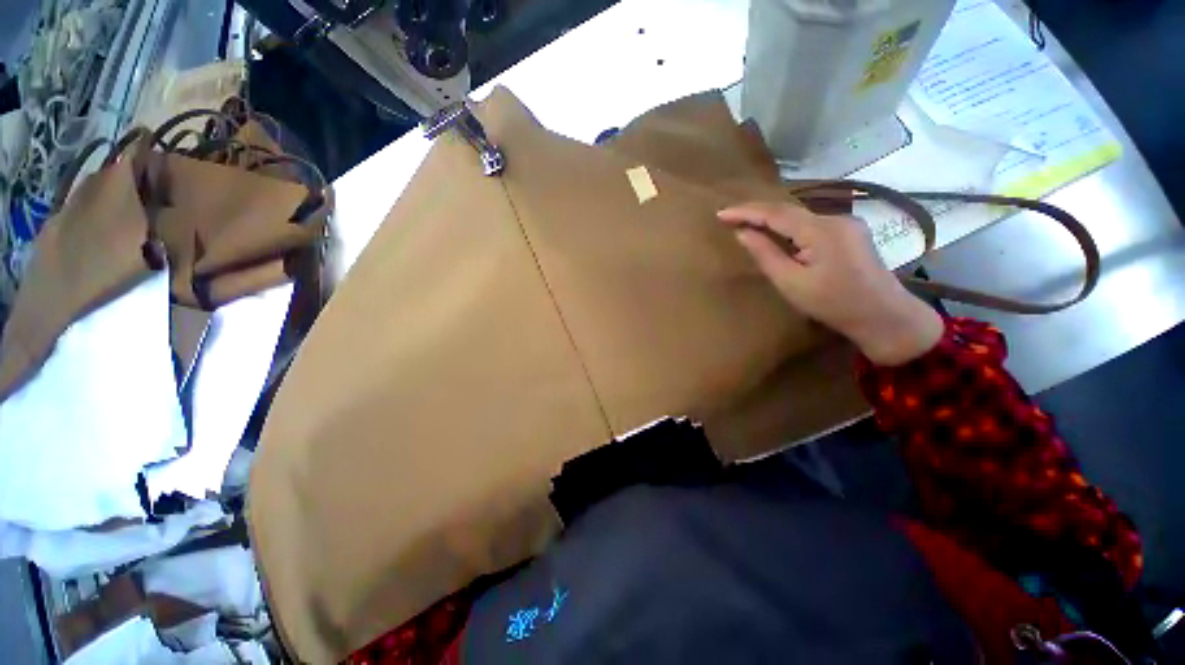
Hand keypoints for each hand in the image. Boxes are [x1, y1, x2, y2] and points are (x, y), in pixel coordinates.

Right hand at [718, 201, 942, 365]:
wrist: (884, 316)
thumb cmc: (832, 304)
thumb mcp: (791, 282)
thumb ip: (765, 254)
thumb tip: (742, 233)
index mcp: (821, 230)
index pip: (775, 213)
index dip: (745, 211)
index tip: (720, 214)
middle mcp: (836, 218)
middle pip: (788, 210)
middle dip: (756, 212)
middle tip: (729, 217)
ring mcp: (847, 223)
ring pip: (800, 216)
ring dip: (772, 219)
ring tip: (746, 223)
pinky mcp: (850, 232)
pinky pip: (812, 223)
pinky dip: (789, 227)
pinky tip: (777, 233)